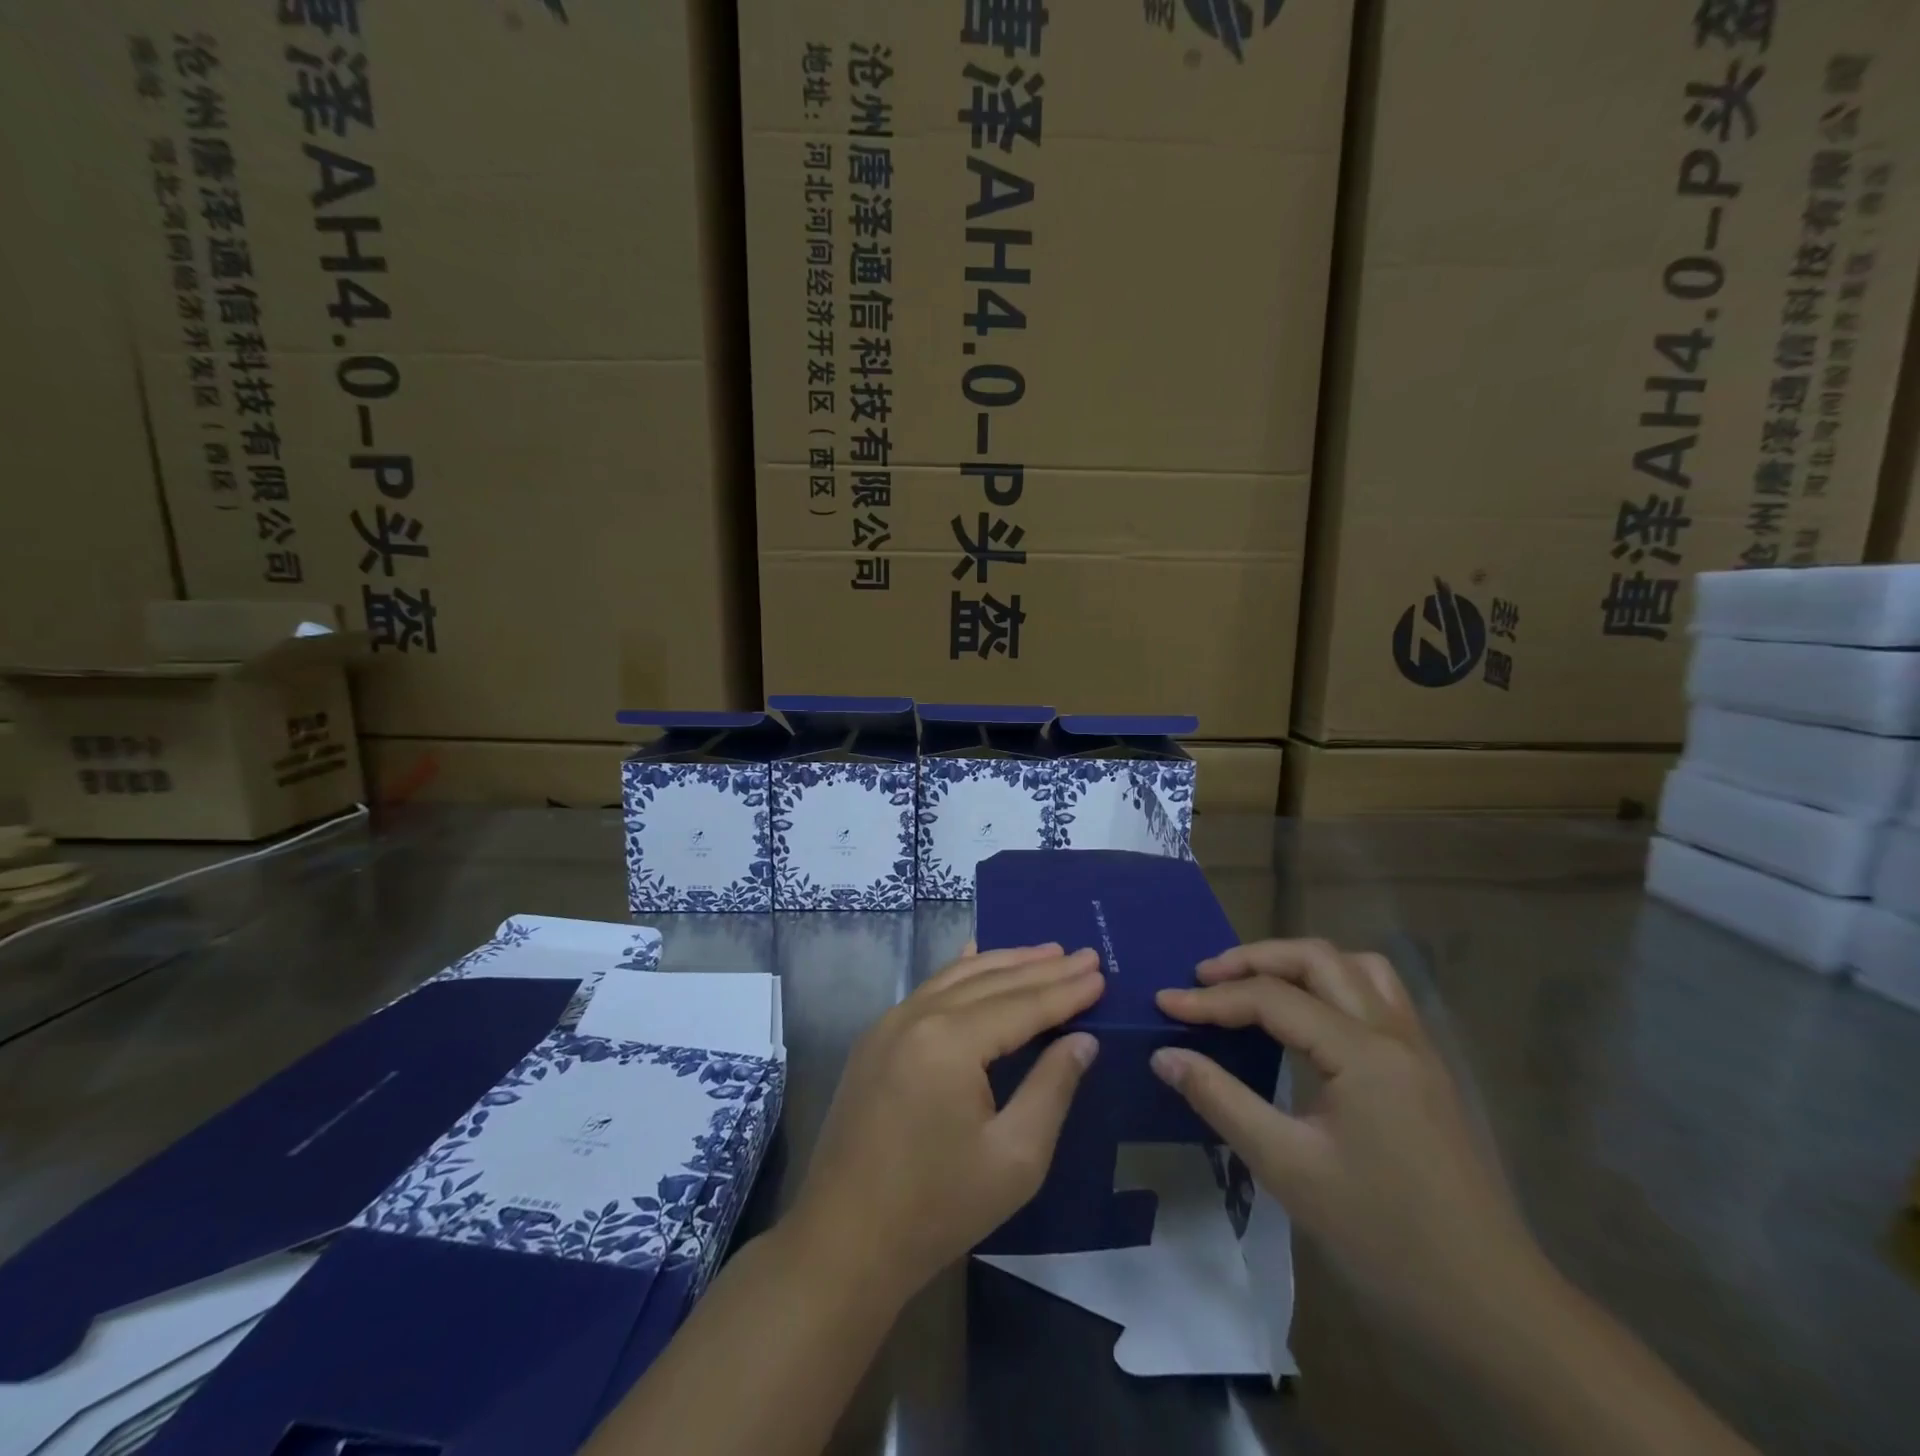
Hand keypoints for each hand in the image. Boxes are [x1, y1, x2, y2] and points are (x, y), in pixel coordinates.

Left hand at [784, 943, 1103, 1301]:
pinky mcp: (876, 1038)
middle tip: (1085, 955)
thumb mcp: (1015, 1157)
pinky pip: (929, 989)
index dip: (1065, 990)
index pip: (1022, 1005)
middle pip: (991, 982)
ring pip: (958, 977)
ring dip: (1004, 963)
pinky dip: (963, 971)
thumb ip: (1052, 1088)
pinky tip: (977, 956)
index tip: (1101, 973)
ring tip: (1046, 952)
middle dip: (1042, 968)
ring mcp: (889, 1022)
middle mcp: (917, 1015)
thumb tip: (1082, 1039)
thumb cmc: (938, 1207)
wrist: (844, 1240)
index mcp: (950, 1041)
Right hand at [1151, 939, 1540, 1332]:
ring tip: (1256, 985)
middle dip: (1254, 959)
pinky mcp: (1426, 1070)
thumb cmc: (1384, 1238)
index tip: (1163, 1004)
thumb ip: (1221, 1100)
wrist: (1492, 1308)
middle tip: (1205, 978)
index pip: (1273, 998)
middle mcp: (1394, 1034)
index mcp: (1363, 1053)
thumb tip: (1165, 1056)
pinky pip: (1378, 996)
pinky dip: (1333, 986)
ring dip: (1300, 964)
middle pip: (1317, 959)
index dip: (1212, 998)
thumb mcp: (1288, 1168)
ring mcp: (1418, 1049)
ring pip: (1356, 968)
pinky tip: (1310, 1018)